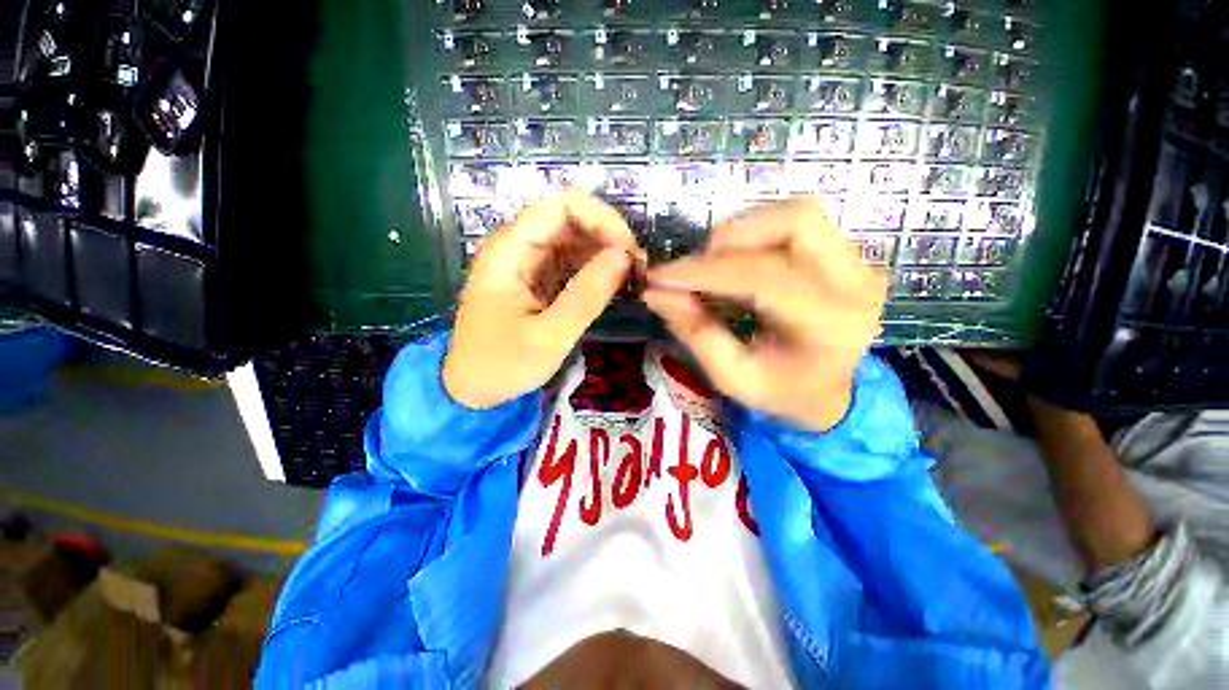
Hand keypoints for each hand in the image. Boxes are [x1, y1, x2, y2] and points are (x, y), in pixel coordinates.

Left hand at [443, 191, 643, 408]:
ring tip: (631, 278)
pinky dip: (595, 270)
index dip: (600, 218)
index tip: (627, 251)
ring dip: (605, 253)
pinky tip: (613, 285)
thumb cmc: (502, 366)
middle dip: (608, 236)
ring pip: (574, 240)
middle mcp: (518, 248)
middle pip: (570, 219)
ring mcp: (528, 263)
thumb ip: (587, 296)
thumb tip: (623, 257)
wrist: (473, 388)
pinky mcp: (537, 280)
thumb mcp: (549, 337)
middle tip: (637, 268)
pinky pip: (571, 263)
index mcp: (510, 252)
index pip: (560, 206)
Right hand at [643, 197, 886, 432]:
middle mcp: (855, 283)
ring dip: (744, 232)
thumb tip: (656, 293)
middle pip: (794, 221)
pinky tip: (738, 264)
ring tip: (715, 266)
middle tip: (696, 269)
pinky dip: (757, 235)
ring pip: (797, 214)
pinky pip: (798, 224)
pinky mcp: (849, 256)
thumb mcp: (731, 376)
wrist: (830, 393)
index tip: (659, 277)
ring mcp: (859, 264)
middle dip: (730, 238)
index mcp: (829, 325)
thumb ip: (694, 332)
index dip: (705, 271)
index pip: (763, 276)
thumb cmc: (781, 392)